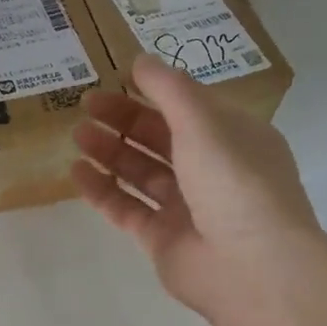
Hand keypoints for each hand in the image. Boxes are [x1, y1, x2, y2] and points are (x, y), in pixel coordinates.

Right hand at [71, 53, 326, 323]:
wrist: (250, 266)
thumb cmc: (233, 181)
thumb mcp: (203, 122)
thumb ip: (169, 89)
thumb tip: (140, 60)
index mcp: (233, 138)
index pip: (188, 108)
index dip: (151, 92)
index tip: (113, 80)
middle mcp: (212, 171)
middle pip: (161, 138)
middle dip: (123, 121)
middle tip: (85, 106)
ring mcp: (187, 208)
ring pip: (142, 173)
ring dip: (110, 152)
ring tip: (77, 137)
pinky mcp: (163, 239)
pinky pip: (127, 208)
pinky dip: (103, 190)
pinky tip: (76, 173)